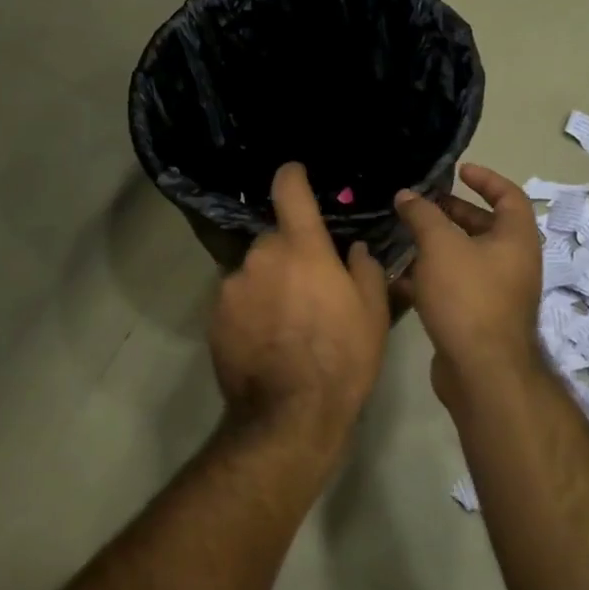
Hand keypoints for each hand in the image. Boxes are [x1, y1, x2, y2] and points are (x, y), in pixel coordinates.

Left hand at [209, 163, 390, 461]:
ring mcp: (232, 286)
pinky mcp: (215, 316)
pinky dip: (251, 310)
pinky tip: (267, 340)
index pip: (289, 191)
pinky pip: (238, 300)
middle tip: (310, 287)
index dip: (292, 176)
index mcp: (302, 248)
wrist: (289, 416)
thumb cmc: (342, 359)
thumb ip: (365, 270)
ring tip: (288, 323)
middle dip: (290, 254)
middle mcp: (261, 257)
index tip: (294, 173)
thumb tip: (354, 250)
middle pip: (274, 240)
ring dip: (269, 284)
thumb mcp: (373, 314)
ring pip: (255, 272)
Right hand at [394, 164, 543, 412]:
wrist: (481, 371)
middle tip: (421, 205)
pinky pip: (455, 286)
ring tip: (404, 236)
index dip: (486, 179)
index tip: (458, 171)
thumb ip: (422, 215)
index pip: (509, 196)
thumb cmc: (467, 296)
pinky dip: (432, 276)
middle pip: (485, 227)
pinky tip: (401, 276)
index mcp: (516, 239)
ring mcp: (497, 293)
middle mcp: (513, 263)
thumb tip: (407, 195)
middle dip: (452, 212)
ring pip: (466, 258)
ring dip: (437, 245)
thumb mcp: (440, 246)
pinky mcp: (478, 317)